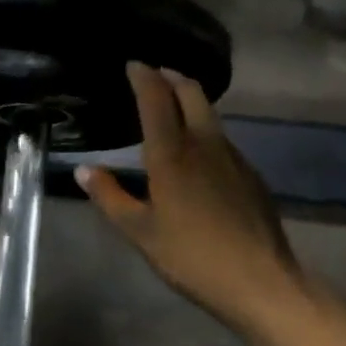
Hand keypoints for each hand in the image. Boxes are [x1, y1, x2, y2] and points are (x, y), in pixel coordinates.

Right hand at [77, 63, 323, 335]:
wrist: (260, 281)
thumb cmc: (191, 256)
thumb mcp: (140, 232)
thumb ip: (110, 197)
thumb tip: (85, 170)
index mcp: (172, 154)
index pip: (157, 99)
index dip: (144, 77)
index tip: (133, 64)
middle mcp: (205, 144)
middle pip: (192, 93)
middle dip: (171, 77)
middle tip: (154, 75)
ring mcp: (233, 157)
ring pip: (210, 115)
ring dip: (190, 101)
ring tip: (172, 107)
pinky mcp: (250, 175)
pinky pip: (222, 139)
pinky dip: (205, 129)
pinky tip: (198, 153)